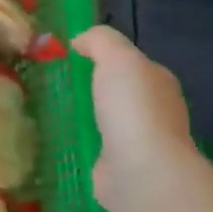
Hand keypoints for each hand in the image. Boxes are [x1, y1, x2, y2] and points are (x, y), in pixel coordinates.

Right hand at [72, 26, 199, 211]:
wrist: (141, 171)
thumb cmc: (133, 109)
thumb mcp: (117, 58)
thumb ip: (101, 41)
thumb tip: (80, 40)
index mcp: (159, 82)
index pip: (133, 64)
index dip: (107, 57)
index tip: (73, 56)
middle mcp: (154, 111)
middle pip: (121, 93)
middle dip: (97, 89)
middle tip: (58, 82)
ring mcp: (138, 142)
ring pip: (109, 122)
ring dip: (89, 118)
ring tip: (54, 111)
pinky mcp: (120, 168)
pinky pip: (97, 148)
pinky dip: (83, 144)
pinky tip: (62, 140)